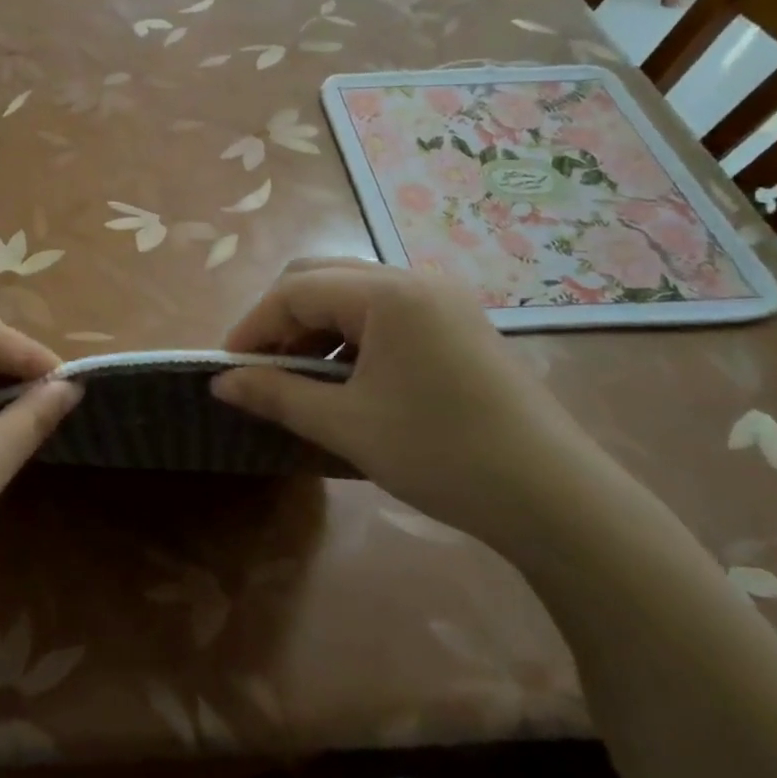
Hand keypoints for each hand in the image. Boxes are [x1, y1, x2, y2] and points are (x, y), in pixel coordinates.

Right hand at [211, 260, 612, 546]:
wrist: (556, 499)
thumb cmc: (441, 454)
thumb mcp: (347, 425)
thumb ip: (276, 395)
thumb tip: (220, 383)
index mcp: (387, 292)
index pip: (295, 290)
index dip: (252, 326)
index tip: (227, 368)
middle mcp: (414, 279)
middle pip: (321, 278)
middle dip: (281, 320)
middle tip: (259, 369)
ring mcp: (441, 300)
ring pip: (352, 295)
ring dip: (315, 328)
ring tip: (298, 380)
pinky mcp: (457, 324)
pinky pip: (384, 314)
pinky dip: (350, 338)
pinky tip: (346, 381)